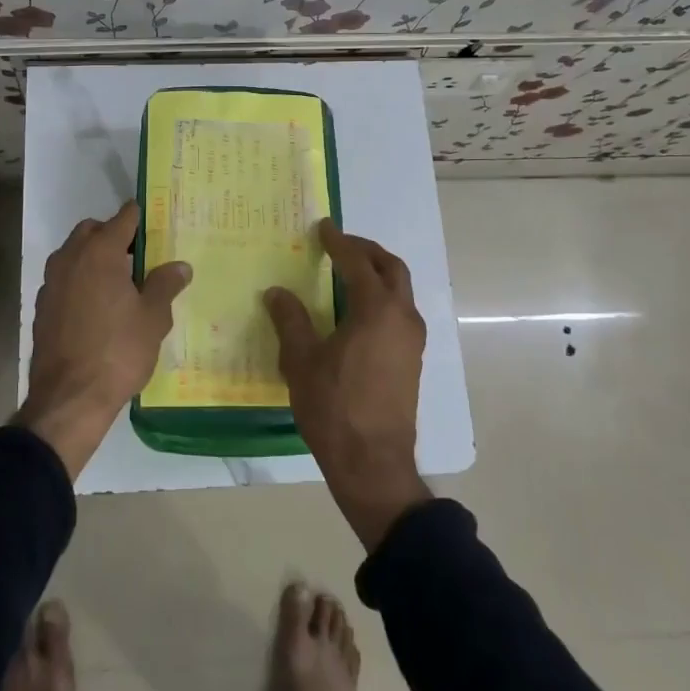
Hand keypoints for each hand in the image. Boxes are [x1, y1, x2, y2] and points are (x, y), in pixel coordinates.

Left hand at [17, 202, 190, 478]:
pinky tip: (97, 307)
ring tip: (120, 283)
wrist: (69, 399)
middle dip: (113, 235)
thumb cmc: (118, 352)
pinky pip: (65, 279)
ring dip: (94, 258)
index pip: (123, 218)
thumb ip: (165, 285)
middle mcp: (70, 258)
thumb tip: (179, 266)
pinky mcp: (42, 307)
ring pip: (74, 254)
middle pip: (92, 231)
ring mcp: (51, 283)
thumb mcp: (153, 318)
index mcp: (100, 253)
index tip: (156, 222)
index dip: (141, 217)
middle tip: (138, 256)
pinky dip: (80, 281)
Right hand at [266, 222, 430, 550]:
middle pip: (391, 268)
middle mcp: (402, 317)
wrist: (373, 462)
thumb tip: (277, 292)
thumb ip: (290, 320)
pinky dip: (383, 297)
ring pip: (401, 290)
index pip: (357, 263)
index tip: (324, 228)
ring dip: (378, 273)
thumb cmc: (334, 407)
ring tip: (348, 273)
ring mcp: (412, 340)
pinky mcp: (412, 360)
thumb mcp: (302, 361)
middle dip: (367, 251)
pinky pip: (400, 312)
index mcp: (376, 310)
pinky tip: (358, 311)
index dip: (339, 243)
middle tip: (340, 245)